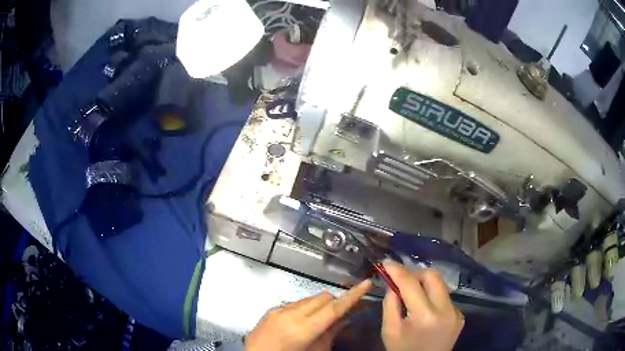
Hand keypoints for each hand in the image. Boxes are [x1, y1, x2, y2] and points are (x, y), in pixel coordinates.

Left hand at [244, 279, 371, 350]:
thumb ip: (330, 334)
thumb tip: (344, 319)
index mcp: (304, 328)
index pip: (335, 308)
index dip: (353, 295)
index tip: (365, 283)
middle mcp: (291, 314)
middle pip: (323, 298)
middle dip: (336, 301)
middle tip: (343, 311)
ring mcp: (279, 310)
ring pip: (308, 299)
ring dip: (320, 304)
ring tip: (321, 318)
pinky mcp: (271, 310)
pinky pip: (294, 303)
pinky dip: (304, 307)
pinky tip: (303, 320)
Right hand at [381, 260, 463, 350]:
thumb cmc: (403, 350)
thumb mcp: (389, 330)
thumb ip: (390, 303)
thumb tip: (393, 282)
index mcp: (424, 316)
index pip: (411, 284)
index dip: (397, 270)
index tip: (387, 262)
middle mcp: (445, 310)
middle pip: (432, 276)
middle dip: (415, 273)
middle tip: (401, 282)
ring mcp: (456, 312)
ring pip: (440, 285)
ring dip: (424, 285)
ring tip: (412, 296)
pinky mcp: (460, 315)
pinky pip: (445, 298)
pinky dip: (432, 298)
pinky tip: (425, 310)